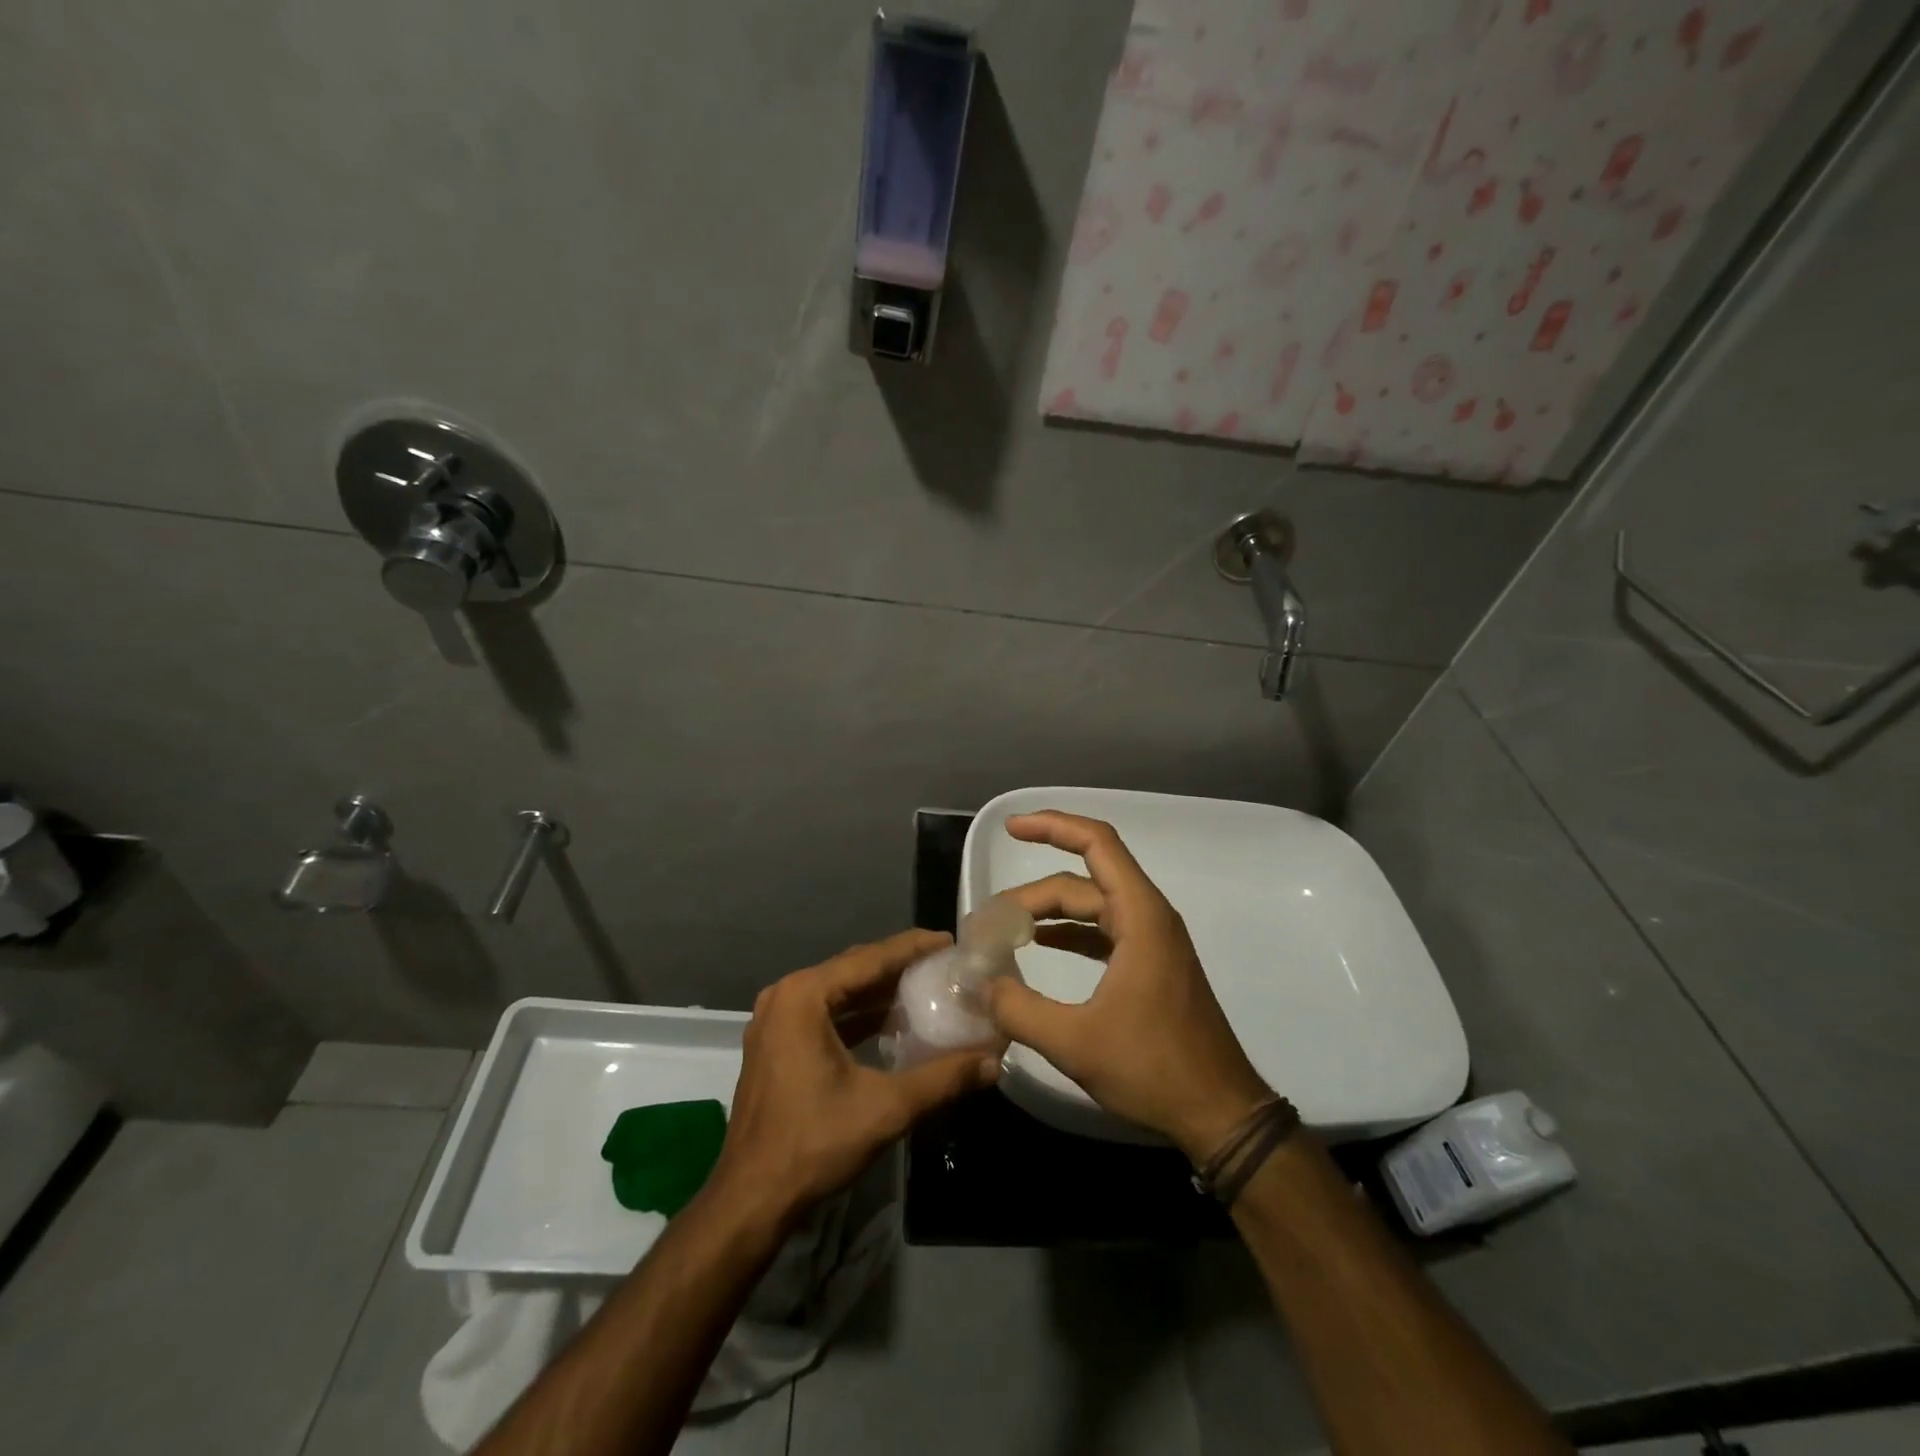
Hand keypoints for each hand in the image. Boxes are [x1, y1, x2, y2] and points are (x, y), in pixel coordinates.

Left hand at [710, 929, 1000, 1226]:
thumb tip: (994, 1062)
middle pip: (853, 969)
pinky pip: (826, 1014)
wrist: (751, 1200)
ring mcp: (776, 1021)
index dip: (912, 948)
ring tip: (926, 988)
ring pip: (839, 992)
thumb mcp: (886, 1108)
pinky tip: (892, 1023)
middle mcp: (786, 996)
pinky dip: (858, 1015)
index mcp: (804, 996)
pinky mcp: (777, 1045)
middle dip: (898, 966)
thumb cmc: (814, 1144)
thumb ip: (942, 1078)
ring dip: (879, 992)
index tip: (949, 941)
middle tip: (943, 964)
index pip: (869, 958)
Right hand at [984, 811, 1271, 1161]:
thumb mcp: (1075, 1043)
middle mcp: (1149, 917)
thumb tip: (981, 985)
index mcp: (1140, 917)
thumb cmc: (1154, 1069)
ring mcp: (1153, 941)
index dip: (1053, 826)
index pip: (1097, 844)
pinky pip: (1104, 931)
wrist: (1220, 1114)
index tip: (1012, 829)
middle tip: (989, 918)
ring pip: (1094, 906)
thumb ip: (1019, 1009)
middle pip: (1084, 881)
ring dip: (1050, 911)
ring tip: (1005, 927)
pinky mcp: (1152, 966)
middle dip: (1034, 892)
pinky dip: (1070, 932)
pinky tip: (1040, 945)